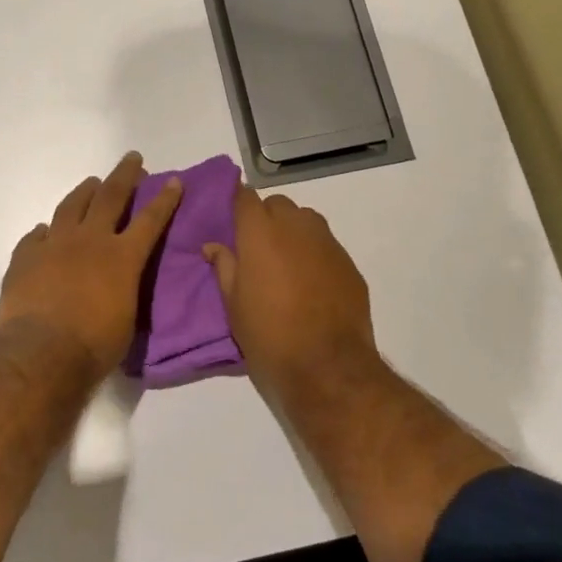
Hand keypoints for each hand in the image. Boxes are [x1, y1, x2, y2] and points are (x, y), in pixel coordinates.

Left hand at [0, 151, 182, 377]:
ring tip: (92, 182)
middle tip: (132, 158)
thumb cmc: (93, 346)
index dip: (164, 199)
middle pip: (110, 196)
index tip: (173, 180)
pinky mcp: (25, 256)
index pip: (150, 220)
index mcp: (122, 257)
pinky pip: (36, 236)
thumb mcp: (126, 319)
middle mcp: (90, 240)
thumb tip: (117, 285)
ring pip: (71, 205)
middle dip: (125, 175)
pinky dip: (45, 231)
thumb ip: (123, 291)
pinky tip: (45, 231)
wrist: (40, 353)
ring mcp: (55, 244)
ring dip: (85, 191)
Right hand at [204, 187, 375, 387]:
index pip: (244, 196)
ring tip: (286, 262)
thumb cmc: (269, 334)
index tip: (232, 219)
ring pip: (305, 219)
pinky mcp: (348, 261)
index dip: (237, 204)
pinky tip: (312, 281)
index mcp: (259, 232)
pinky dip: (315, 252)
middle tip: (257, 248)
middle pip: (277, 204)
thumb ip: (224, 267)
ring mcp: (326, 242)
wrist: (328, 365)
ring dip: (293, 230)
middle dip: (266, 217)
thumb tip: (213, 246)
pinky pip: (326, 244)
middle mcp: (295, 226)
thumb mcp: (234, 305)